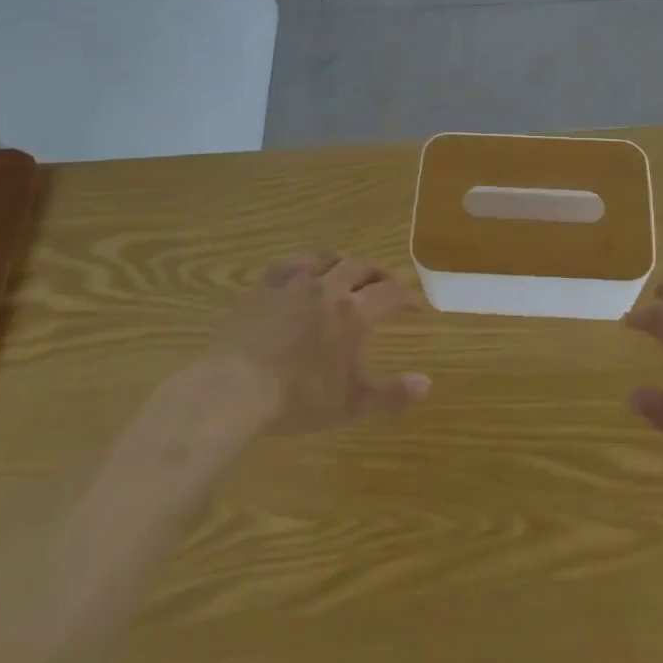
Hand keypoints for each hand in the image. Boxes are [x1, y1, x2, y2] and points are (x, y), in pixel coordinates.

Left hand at [207, 254, 430, 433]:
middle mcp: (327, 288)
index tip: (415, 304)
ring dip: (343, 262)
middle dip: (378, 272)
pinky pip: (288, 264)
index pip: (389, 293)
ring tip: (347, 271)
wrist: (235, 389)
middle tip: (385, 282)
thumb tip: (427, 384)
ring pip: (325, 258)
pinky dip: (304, 264)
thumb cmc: (298, 398)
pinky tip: (302, 271)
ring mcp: (293, 284)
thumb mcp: (352, 404)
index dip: (406, 296)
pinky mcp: (263, 288)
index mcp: (353, 313)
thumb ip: (392, 394)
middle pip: (360, 267)